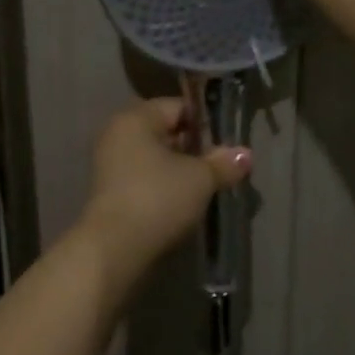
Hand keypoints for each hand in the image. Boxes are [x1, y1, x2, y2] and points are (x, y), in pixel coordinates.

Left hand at [80, 98, 249, 287]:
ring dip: (179, 169)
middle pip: (164, 131)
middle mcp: (117, 133)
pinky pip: (143, 178)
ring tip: (205, 187)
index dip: (205, 123)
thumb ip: (223, 163)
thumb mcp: (200, 179)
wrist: (114, 248)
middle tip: (219, 167)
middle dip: (193, 148)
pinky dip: (162, 185)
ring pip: (154, 157)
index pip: (177, 106)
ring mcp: (109, 163)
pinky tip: (182, 203)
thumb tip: (245, 154)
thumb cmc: (158, 199)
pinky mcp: (109, 191)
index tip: (226, 144)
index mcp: (135, 118)